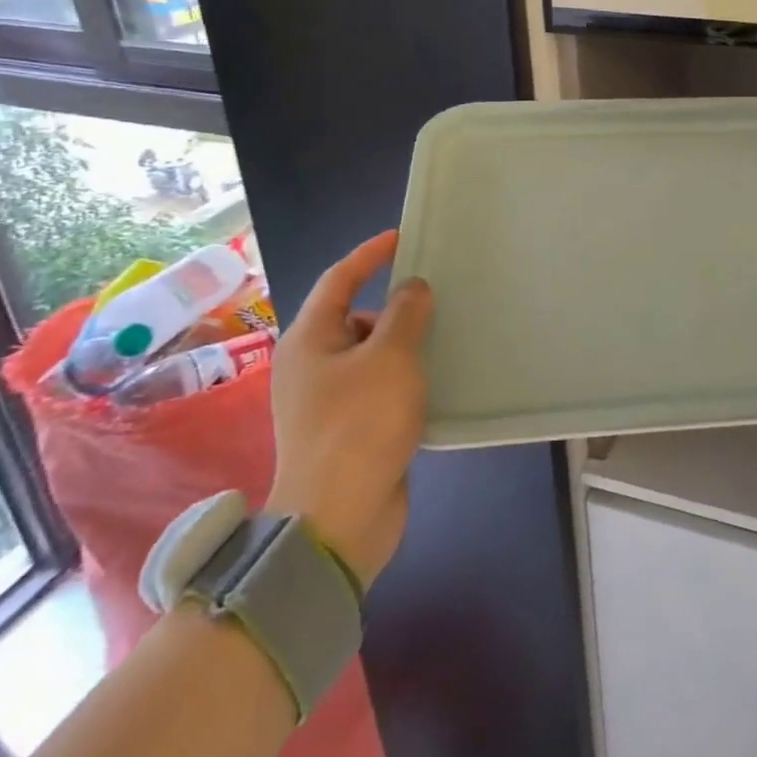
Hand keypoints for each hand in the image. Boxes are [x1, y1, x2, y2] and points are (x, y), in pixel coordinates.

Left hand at [265, 230, 431, 587]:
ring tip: (446, 338)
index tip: (403, 237)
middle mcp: (312, 365)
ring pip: (371, 355)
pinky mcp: (349, 430)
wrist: (338, 519)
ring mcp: (328, 401)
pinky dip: (405, 378)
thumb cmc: (359, 424)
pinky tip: (437, 381)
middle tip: (439, 299)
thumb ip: (405, 313)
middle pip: (355, 318)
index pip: (339, 279)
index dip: (370, 254)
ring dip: (404, 345)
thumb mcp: (390, 357)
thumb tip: (412, 288)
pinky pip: (380, 387)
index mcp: (309, 340)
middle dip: (395, 306)